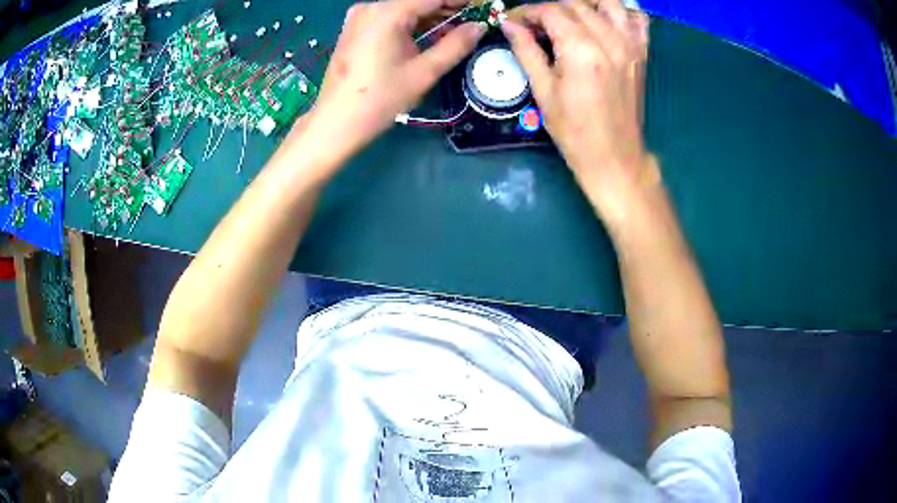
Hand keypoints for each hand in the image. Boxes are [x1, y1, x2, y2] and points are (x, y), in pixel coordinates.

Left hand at [305, 0, 485, 161]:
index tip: (481, 7)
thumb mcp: (424, 72)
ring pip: (404, 8)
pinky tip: (427, 36)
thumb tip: (479, 26)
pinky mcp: (355, 28)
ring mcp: (360, 17)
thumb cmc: (380, 99)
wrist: (336, 122)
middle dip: (446, 8)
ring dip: (430, 17)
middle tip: (471, 22)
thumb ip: (456, 44)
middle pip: (417, 1)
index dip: (460, 1)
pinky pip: (390, 18)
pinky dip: (411, 23)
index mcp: (388, 13)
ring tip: (454, 32)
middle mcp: (371, 7)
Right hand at [502, 0, 654, 221]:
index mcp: (581, 50)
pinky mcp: (641, 53)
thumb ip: (526, 50)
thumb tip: (509, 25)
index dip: (528, 12)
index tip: (514, 22)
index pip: (550, 11)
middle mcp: (609, 40)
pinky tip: (605, 22)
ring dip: (585, 4)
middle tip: (536, 25)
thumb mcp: (543, 91)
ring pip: (608, 3)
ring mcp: (630, 45)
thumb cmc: (574, 131)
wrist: (614, 157)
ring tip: (569, 17)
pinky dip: (620, 12)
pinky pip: (636, 19)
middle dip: (550, 8)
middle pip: (576, 4)